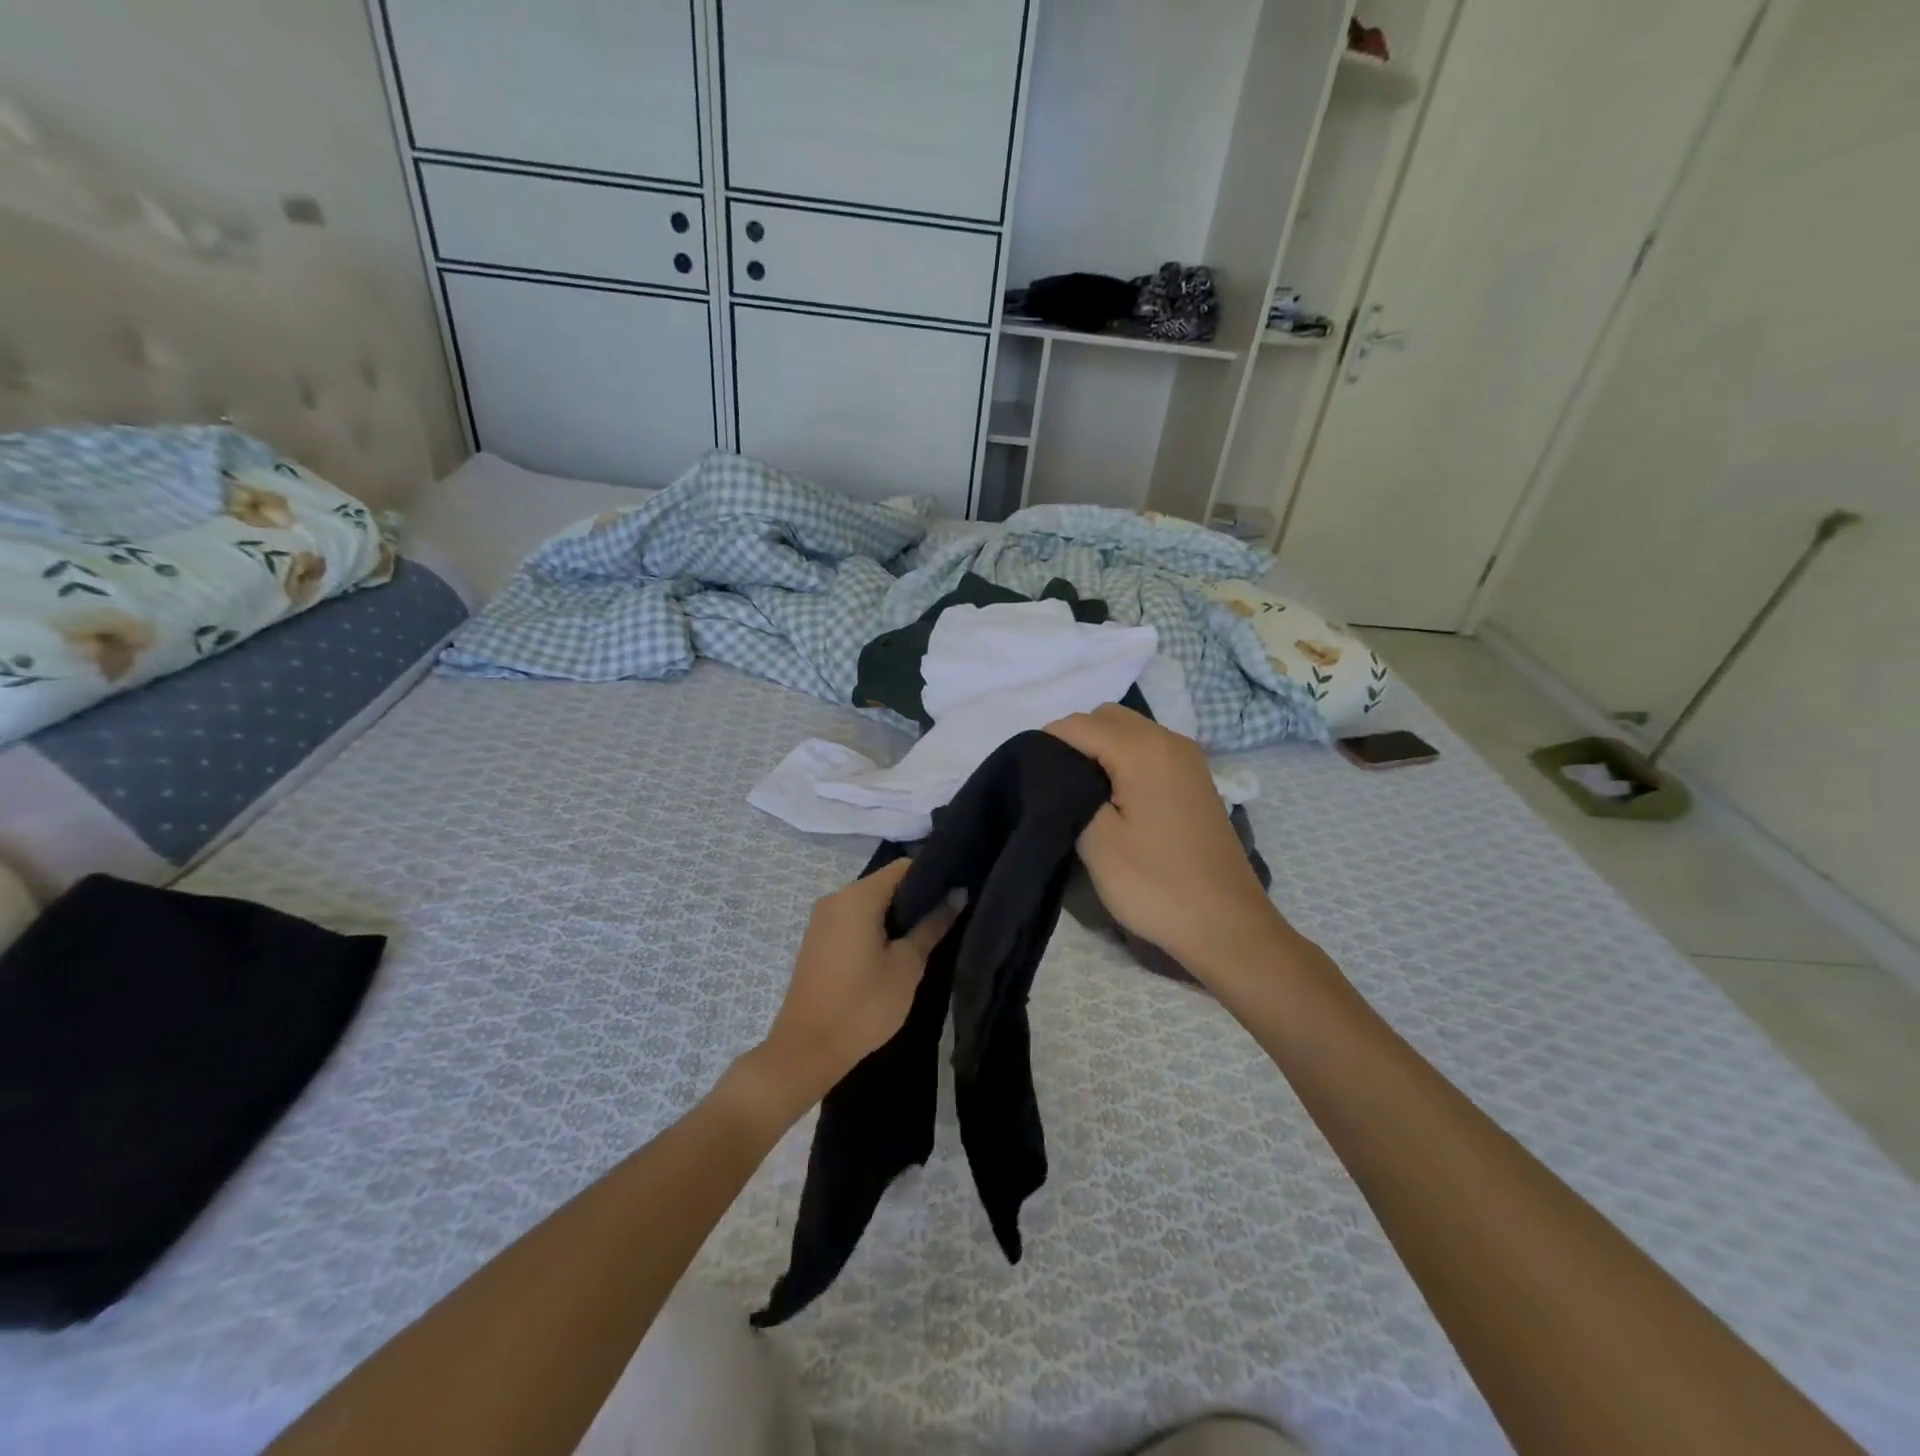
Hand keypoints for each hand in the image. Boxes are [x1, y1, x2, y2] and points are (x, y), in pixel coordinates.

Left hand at [750, 859, 954, 1115]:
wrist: (807, 1049)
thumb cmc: (863, 1004)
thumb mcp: (907, 965)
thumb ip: (932, 925)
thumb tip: (957, 894)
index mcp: (858, 896)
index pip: (904, 867)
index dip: (933, 874)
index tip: (957, 889)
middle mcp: (836, 898)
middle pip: (885, 883)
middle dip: (916, 897)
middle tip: (947, 916)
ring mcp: (822, 919)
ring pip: (869, 903)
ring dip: (896, 915)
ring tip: (927, 934)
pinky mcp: (817, 940)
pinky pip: (853, 920)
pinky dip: (876, 927)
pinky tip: (895, 949)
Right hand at [1047, 705, 1291, 984]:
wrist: (1226, 924)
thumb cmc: (1155, 884)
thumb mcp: (1097, 842)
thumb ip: (1070, 791)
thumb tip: (1059, 769)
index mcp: (1142, 749)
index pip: (1078, 724)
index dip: (1047, 743)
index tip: (1030, 776)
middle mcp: (1168, 740)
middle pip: (1107, 716)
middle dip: (1076, 739)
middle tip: (1056, 783)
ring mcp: (1188, 759)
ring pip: (1130, 730)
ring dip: (1102, 748)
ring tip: (1083, 792)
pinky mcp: (1196, 779)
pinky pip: (1150, 749)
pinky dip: (1126, 759)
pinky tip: (1116, 798)